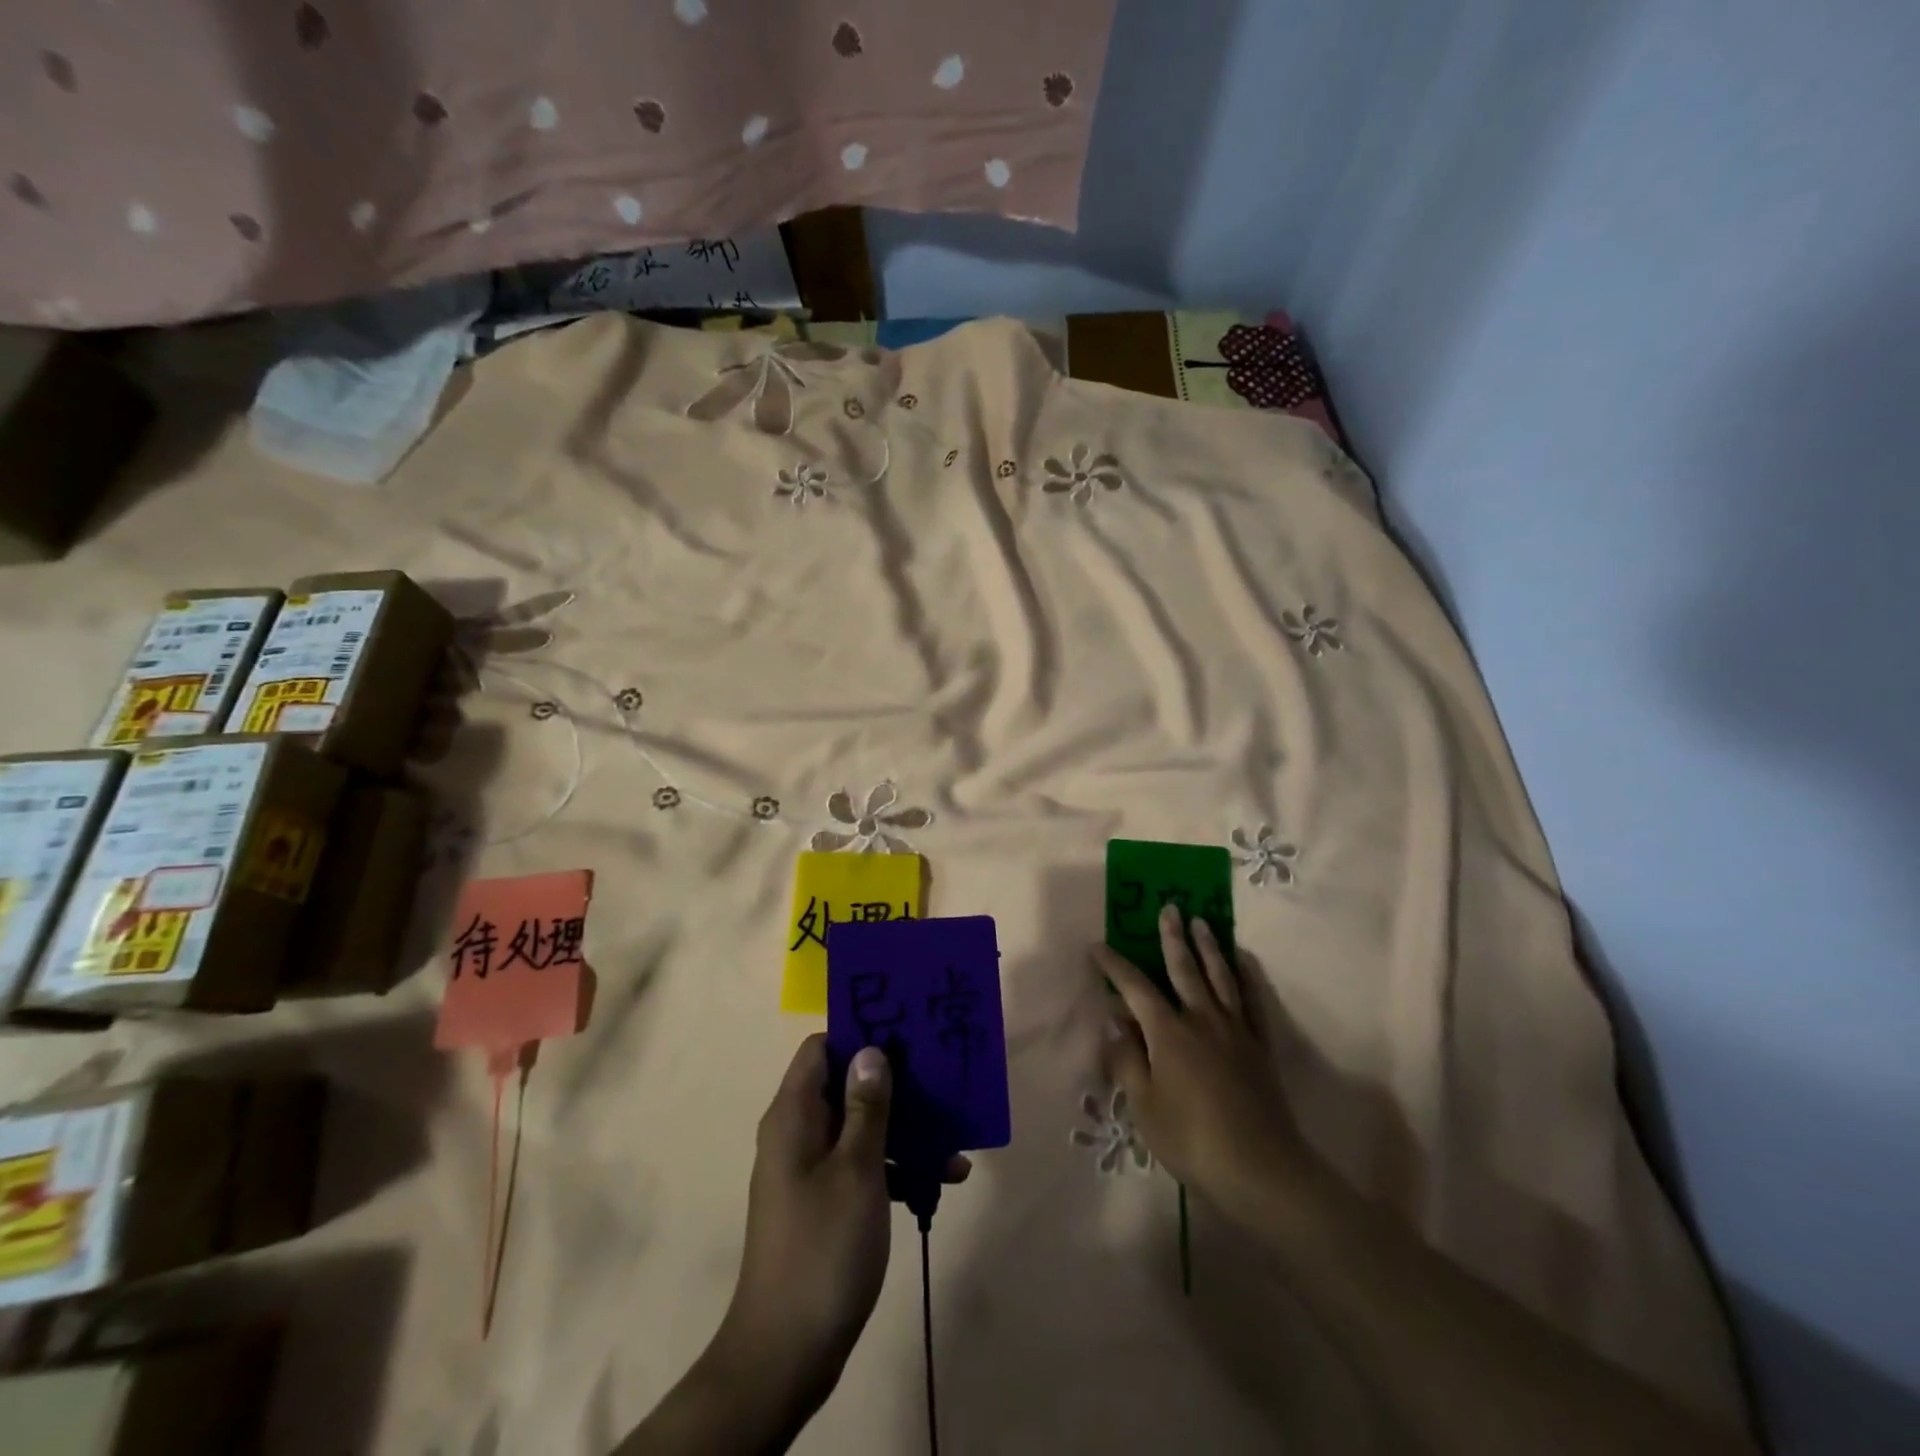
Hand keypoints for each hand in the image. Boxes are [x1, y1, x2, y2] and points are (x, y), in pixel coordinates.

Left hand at [707, 1036, 968, 1423]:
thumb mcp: (857, 1169)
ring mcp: (810, 1168)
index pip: (821, 1048)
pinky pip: (862, 1163)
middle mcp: (798, 1132)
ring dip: (904, 1129)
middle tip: (942, 1080)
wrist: (787, 1353)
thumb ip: (866, 1107)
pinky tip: (940, 1180)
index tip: (904, 1034)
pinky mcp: (824, 1200)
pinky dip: (895, 1165)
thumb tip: (870, 1050)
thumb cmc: (823, 1248)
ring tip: (954, 1140)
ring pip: (859, 1125)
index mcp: (794, 1114)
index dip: (860, 1034)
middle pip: (846, 1084)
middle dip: (894, 1082)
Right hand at [1093, 905, 1311, 1224]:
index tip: (1097, 947)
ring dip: (1209, 947)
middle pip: (1184, 969)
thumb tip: (1115, 1024)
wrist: (1261, 1170)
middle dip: (1172, 938)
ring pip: (1220, 977)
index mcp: (1168, 1032)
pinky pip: (1253, 1002)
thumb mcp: (1144, 1106)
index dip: (1114, 966)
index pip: (1135, 988)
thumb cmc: (1191, 1139)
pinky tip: (1244, 963)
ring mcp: (1235, 1030)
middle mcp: (1202, 1019)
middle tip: (1169, 908)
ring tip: (1202, 922)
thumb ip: (1127, 1061)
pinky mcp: (1260, 1046)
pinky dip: (1248, 978)